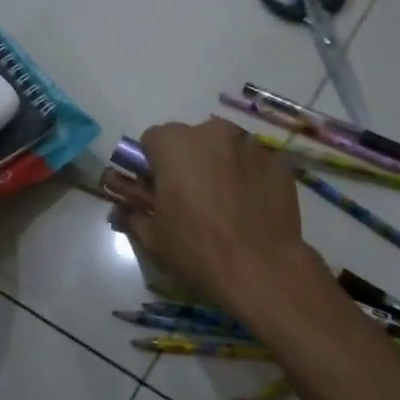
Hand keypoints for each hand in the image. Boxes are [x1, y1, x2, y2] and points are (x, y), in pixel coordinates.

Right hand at [117, 119, 319, 309]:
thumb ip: (133, 215)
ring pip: (226, 148)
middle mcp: (213, 132)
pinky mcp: (278, 162)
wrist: (260, 267)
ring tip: (226, 202)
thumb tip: (120, 212)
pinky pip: (255, 162)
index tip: (158, 188)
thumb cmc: (197, 249)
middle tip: (192, 197)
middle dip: (189, 161)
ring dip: (221, 165)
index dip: (153, 163)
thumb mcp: (154, 237)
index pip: (153, 139)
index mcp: (175, 144)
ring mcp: (250, 144)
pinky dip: (250, 176)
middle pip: (193, 139)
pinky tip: (251, 206)